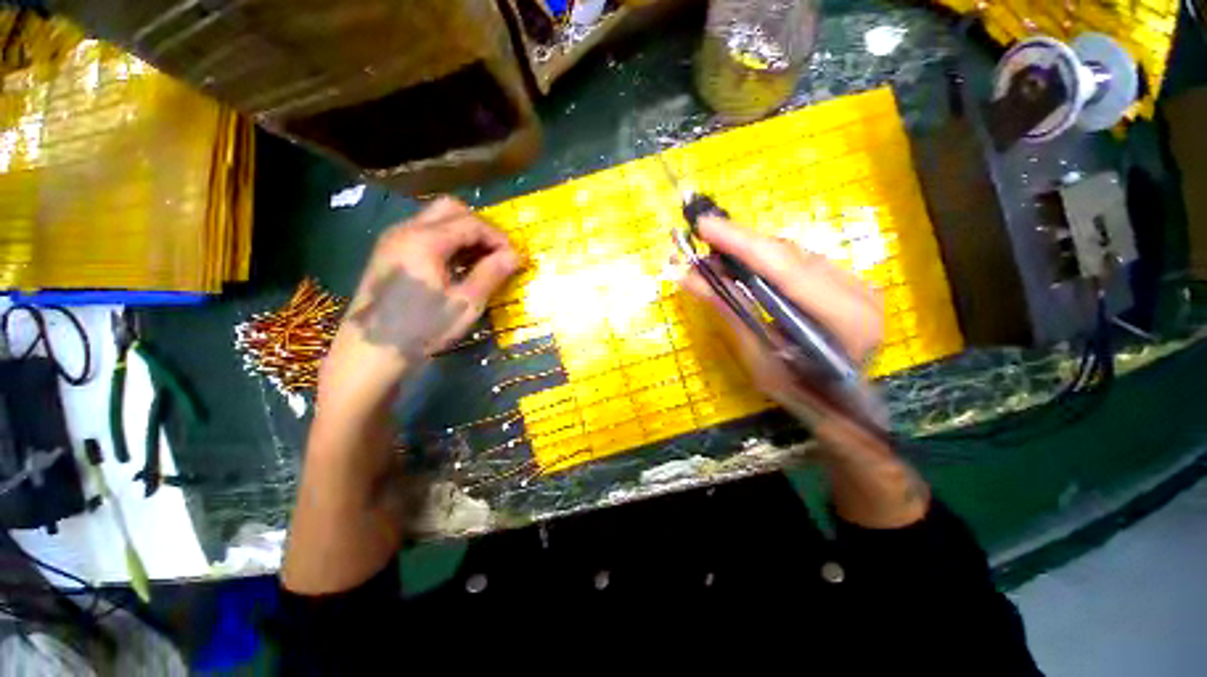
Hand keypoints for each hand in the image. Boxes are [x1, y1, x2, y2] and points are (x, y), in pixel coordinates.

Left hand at [317, 197, 520, 418]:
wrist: (369, 354)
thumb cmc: (422, 329)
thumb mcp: (465, 304)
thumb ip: (491, 274)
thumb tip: (515, 255)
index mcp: (425, 240)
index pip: (471, 223)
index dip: (498, 238)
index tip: (515, 258)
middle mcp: (406, 230)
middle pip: (450, 210)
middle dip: (479, 227)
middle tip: (496, 254)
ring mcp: (393, 241)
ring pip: (435, 220)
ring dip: (463, 234)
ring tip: (481, 262)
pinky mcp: (388, 255)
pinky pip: (423, 235)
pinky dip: (446, 243)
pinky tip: (456, 268)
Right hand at [682, 216, 927, 527]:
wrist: (841, 403)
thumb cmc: (798, 391)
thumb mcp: (757, 355)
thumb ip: (729, 311)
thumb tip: (689, 278)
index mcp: (845, 318)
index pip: (785, 269)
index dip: (741, 244)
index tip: (704, 225)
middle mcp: (858, 291)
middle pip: (788, 254)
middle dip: (739, 244)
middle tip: (701, 239)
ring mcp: (856, 283)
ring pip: (792, 254)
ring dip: (749, 252)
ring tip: (713, 255)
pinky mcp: (846, 281)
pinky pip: (797, 262)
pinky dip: (764, 261)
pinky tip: (741, 265)